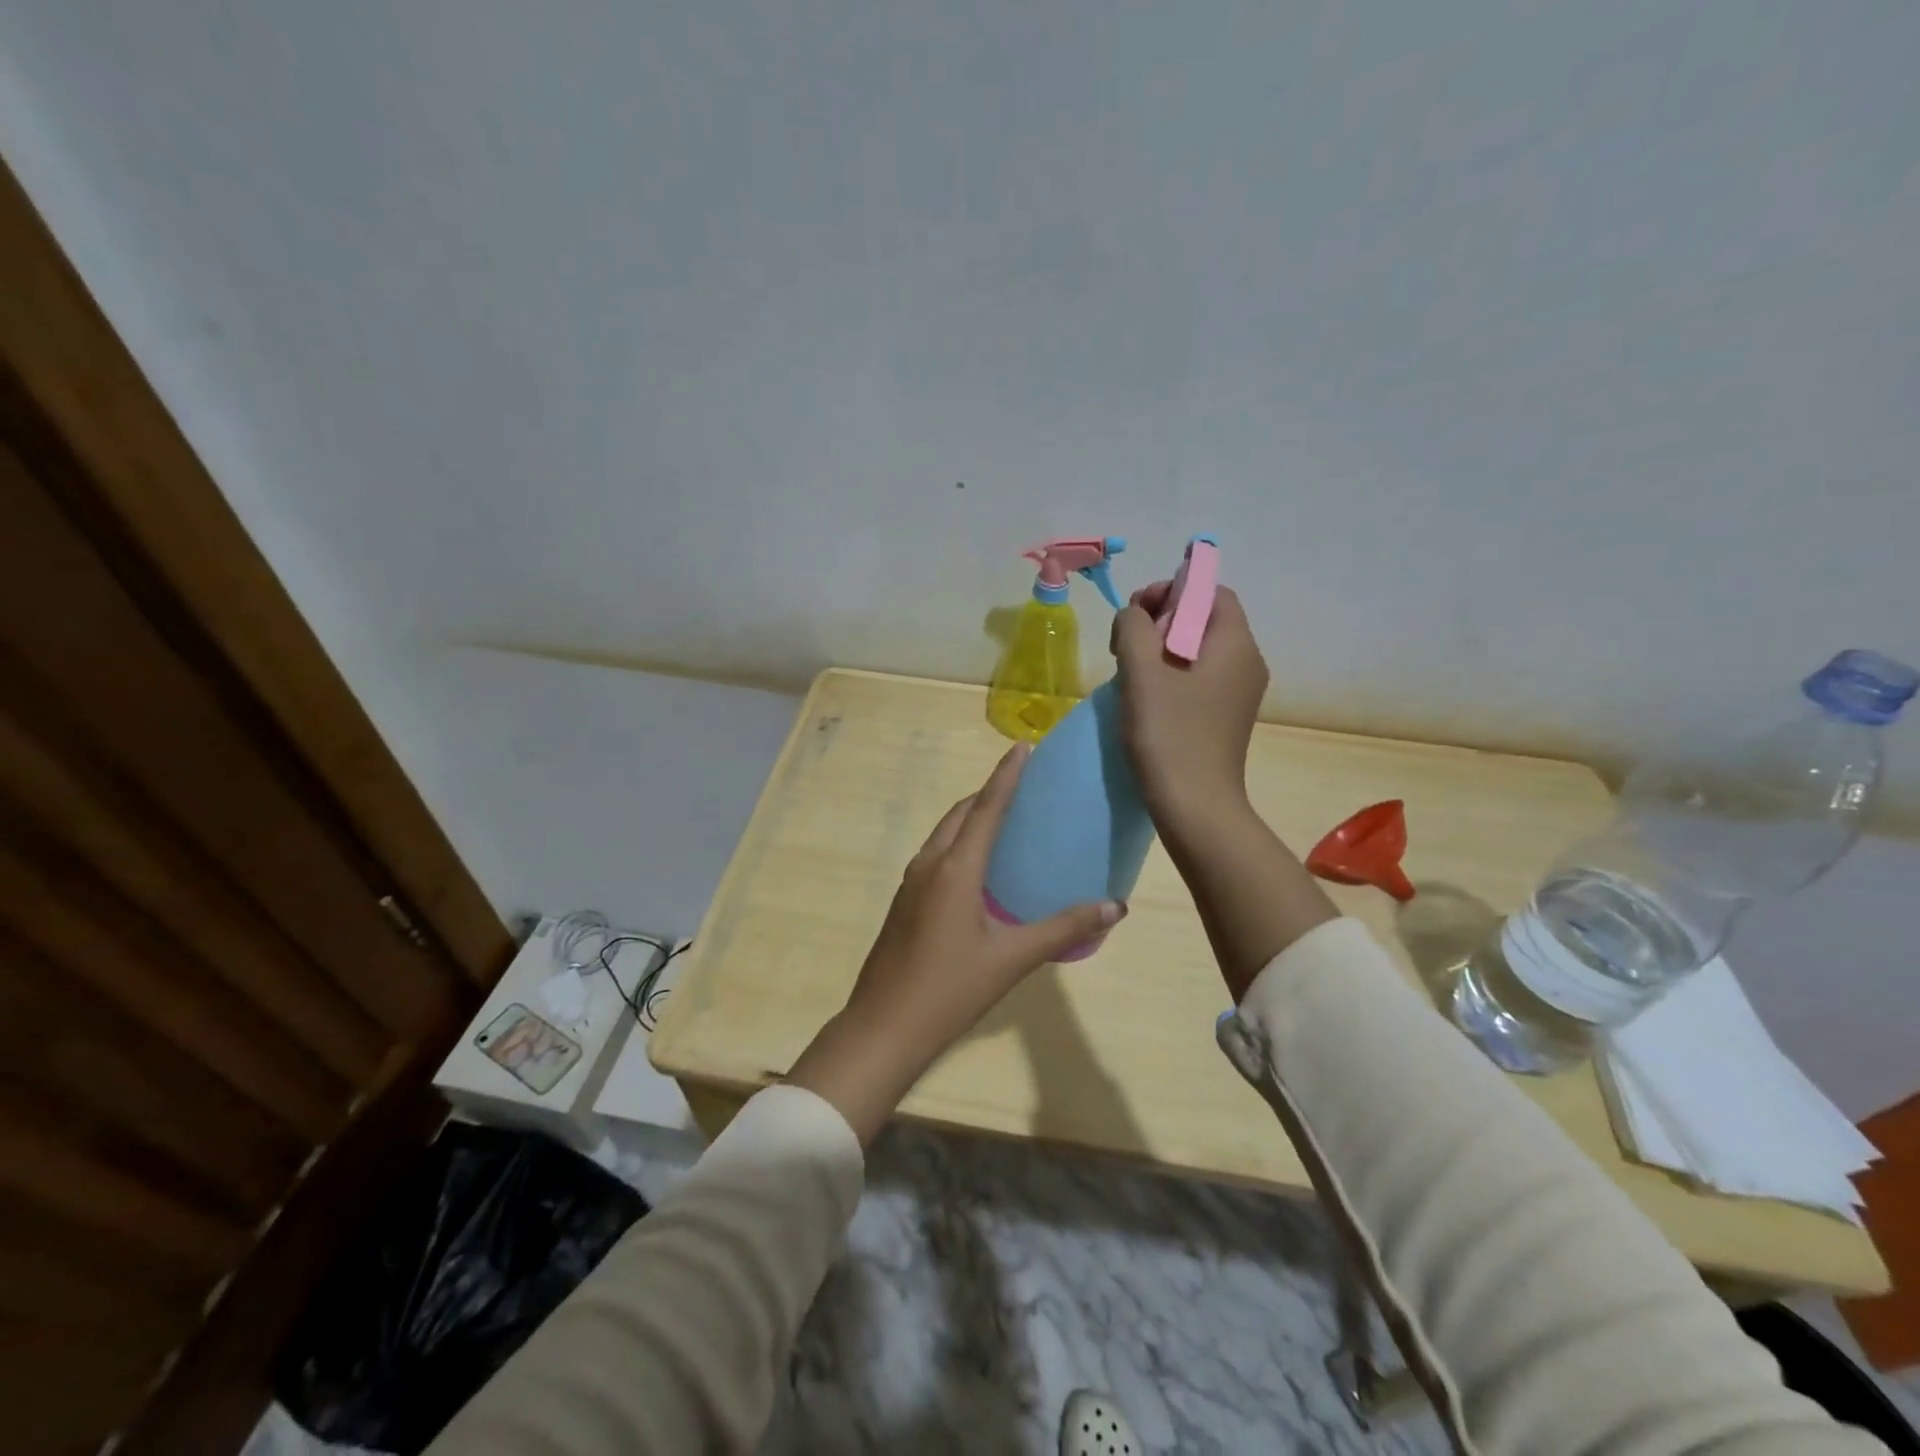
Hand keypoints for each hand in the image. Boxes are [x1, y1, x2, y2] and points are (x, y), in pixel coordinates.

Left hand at [786, 743, 1126, 1143]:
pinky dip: (958, 843)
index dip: (1005, 776)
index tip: (1021, 747)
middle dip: (988, 793)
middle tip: (1022, 786)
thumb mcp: (1012, 959)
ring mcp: (911, 882)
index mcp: (955, 868)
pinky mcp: (904, 901)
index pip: (985, 808)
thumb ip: (1063, 928)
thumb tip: (1116, 907)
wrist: (884, 1026)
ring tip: (1004, 820)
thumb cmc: (950, 989)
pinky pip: (936, 855)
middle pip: (960, 814)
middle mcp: (930, 864)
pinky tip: (978, 867)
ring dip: (970, 818)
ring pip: (944, 834)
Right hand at [1110, 581, 1268, 842]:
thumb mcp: (1141, 671)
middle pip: (1204, 619)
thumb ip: (1133, 627)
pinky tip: (1146, 697)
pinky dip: (1171, 675)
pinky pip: (1199, 678)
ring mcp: (1238, 693)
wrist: (1194, 807)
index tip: (1136, 614)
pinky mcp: (1225, 717)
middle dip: (1161, 620)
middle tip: (1125, 644)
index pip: (1211, 592)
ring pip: (1198, 650)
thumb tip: (1134, 615)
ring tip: (1130, 671)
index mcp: (1235, 644)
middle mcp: (1246, 662)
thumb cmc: (1168, 734)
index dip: (1172, 591)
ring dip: (1160, 649)